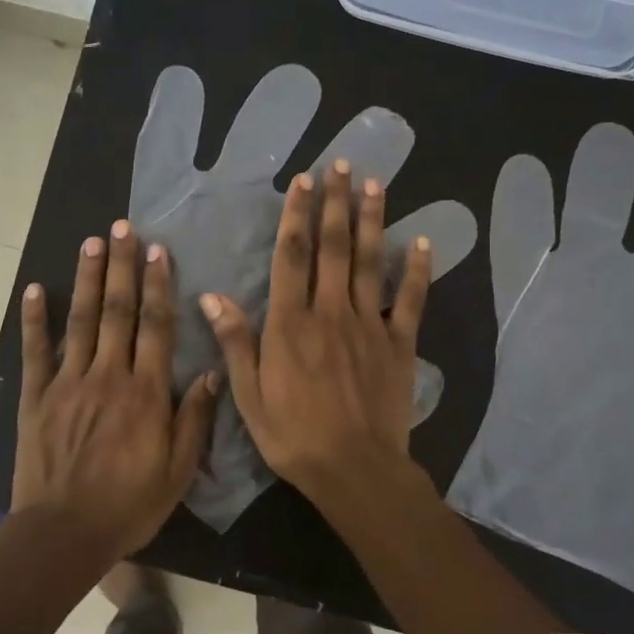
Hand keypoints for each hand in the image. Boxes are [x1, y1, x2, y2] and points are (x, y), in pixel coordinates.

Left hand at [13, 221, 219, 559]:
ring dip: (86, 278)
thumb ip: (194, 419)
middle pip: (117, 310)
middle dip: (122, 266)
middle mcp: (108, 375)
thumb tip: (214, 373)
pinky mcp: (36, 397)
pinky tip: (34, 289)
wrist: (64, 533)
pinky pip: (35, 351)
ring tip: (91, 242)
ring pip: (80, 320)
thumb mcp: (177, 471)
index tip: (158, 251)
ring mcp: (68, 382)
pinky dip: (34, 319)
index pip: (156, 326)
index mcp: (145, 392)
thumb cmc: (128, 505)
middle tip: (123, 227)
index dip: (158, 285)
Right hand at [128, 63, 474, 530]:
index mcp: (290, 323)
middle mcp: (330, 312)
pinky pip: (411, 299)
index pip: (293, 257)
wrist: (354, 469)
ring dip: (372, 220)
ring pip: (370, 262)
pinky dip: (417, 270)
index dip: (297, 216)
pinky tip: (422, 242)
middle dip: (336, 203)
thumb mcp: (248, 394)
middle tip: (341, 165)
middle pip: (334, 247)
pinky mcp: (400, 343)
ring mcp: (369, 324)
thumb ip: (235, 341)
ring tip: (374, 183)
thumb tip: (211, 296)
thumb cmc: (293, 435)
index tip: (303, 182)